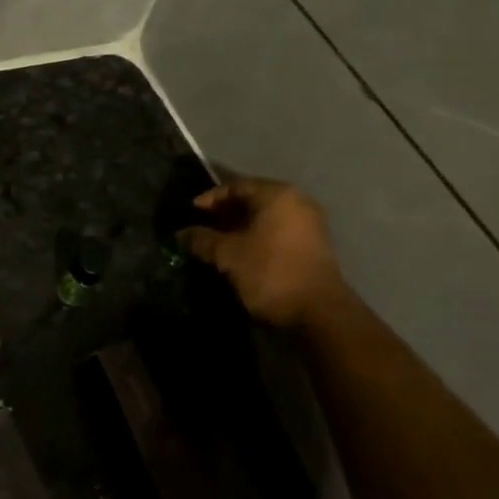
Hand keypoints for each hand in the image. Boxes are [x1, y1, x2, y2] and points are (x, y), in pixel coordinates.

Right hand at [178, 177, 346, 329]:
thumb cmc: (270, 272)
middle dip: (225, 213)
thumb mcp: (228, 255)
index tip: (191, 213)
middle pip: (252, 199)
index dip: (210, 199)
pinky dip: (257, 236)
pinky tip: (240, 252)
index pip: (236, 186)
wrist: (319, 312)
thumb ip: (202, 240)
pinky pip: (278, 231)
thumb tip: (180, 234)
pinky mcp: (314, 245)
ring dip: (240, 227)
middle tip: (202, 227)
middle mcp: (297, 202)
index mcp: (277, 195)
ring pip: (266, 217)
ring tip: (217, 242)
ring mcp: (309, 223)